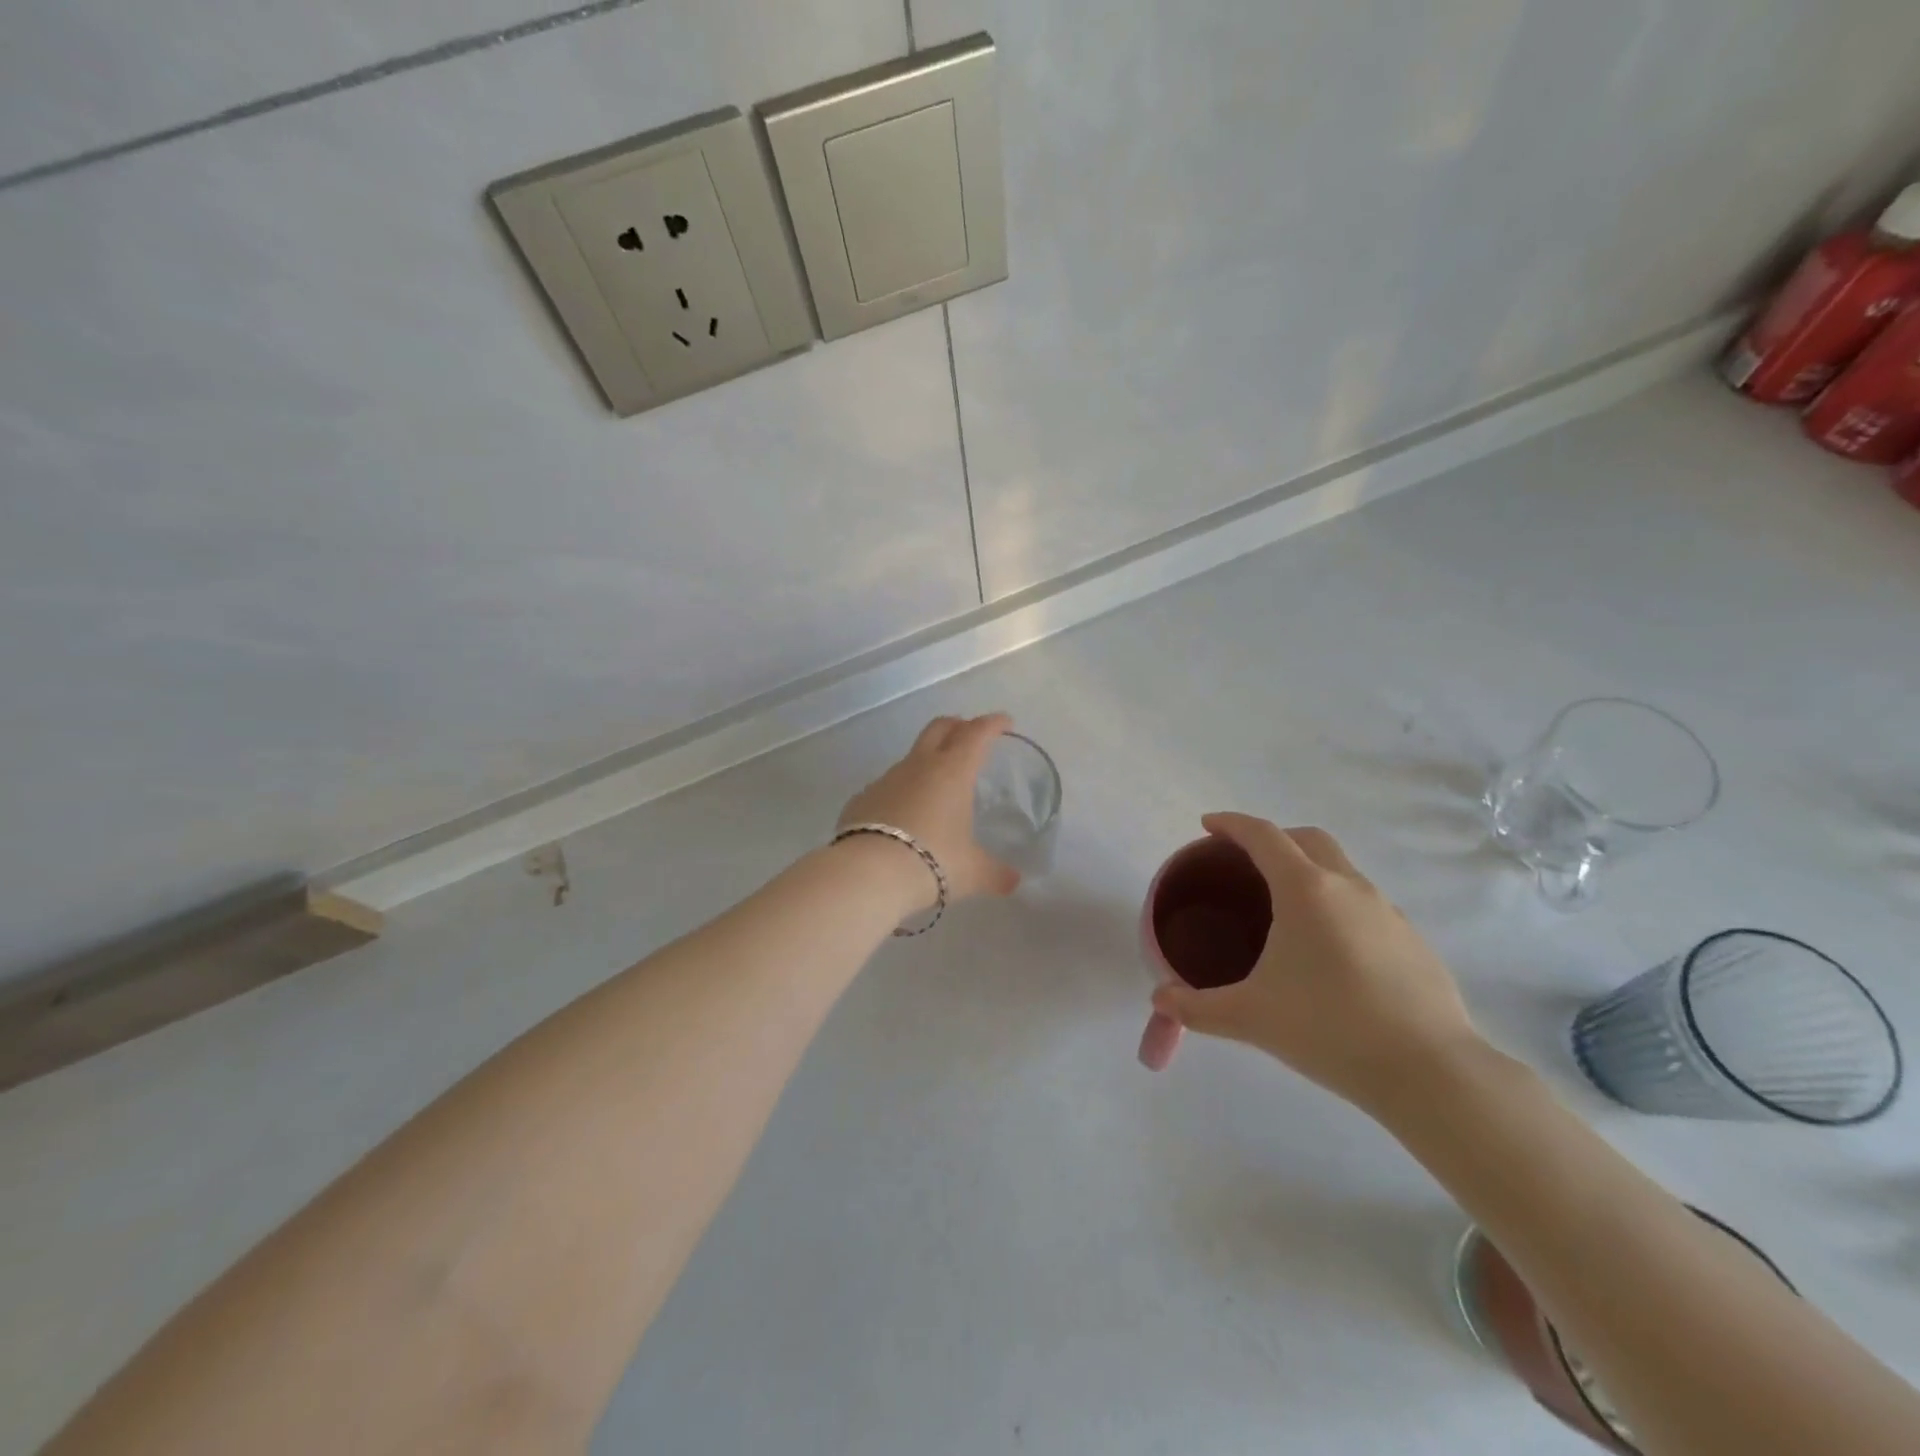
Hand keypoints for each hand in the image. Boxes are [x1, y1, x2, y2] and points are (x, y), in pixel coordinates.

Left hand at [837, 714, 1022, 903]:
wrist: (867, 873)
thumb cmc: (932, 862)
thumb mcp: (972, 872)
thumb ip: (995, 874)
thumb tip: (1013, 882)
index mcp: (952, 772)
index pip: (976, 734)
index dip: (992, 724)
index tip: (1004, 721)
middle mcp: (918, 766)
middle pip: (939, 729)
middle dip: (957, 725)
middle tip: (969, 733)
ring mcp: (886, 779)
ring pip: (911, 758)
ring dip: (927, 761)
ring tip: (938, 784)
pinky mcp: (862, 798)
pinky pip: (887, 786)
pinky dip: (901, 791)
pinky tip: (903, 815)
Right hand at [1149, 813, 1480, 1112]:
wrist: (1430, 1071)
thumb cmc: (1329, 1028)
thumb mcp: (1250, 1017)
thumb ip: (1197, 1008)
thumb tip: (1159, 1000)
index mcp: (1305, 890)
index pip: (1263, 836)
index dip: (1231, 824)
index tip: (1208, 825)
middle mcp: (1349, 887)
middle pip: (1308, 839)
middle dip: (1274, 838)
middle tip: (1246, 862)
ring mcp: (1388, 911)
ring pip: (1342, 870)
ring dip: (1310, 871)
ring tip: (1286, 910)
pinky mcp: (1413, 940)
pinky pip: (1365, 903)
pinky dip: (1338, 904)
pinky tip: (1330, 950)